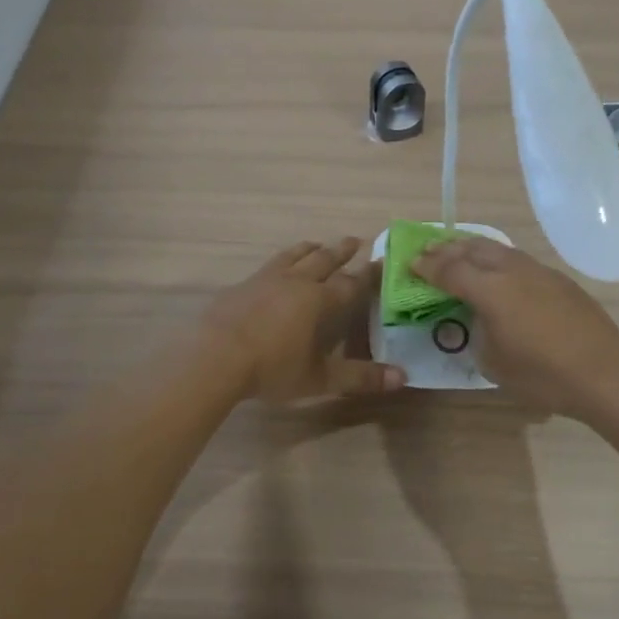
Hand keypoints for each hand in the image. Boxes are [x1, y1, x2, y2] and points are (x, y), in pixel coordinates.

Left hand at [205, 238, 405, 402]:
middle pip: (323, 260)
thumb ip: (360, 377)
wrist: (215, 357)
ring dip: (309, 249)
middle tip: (354, 240)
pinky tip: (274, 271)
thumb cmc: (272, 368)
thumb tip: (403, 377)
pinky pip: (267, 267)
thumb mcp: (319, 378)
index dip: (367, 275)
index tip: (381, 263)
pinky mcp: (241, 286)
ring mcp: (265, 280)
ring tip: (317, 244)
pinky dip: (280, 263)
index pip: (351, 283)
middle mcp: (295, 282)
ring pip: (293, 256)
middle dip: (341, 251)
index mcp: (318, 300)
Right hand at [413, 238, 618, 416]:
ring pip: (498, 248)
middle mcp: (512, 271)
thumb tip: (478, 319)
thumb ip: (477, 332)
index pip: (450, 270)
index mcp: (490, 290)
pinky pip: (518, 260)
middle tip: (428, 252)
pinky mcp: (558, 279)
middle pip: (472, 249)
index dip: (427, 266)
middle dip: (447, 249)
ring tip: (459, 253)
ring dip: (473, 248)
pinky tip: (498, 271)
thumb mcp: (493, 362)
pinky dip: (498, 259)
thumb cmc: (541, 374)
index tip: (411, 264)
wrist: (603, 372)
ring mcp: (538, 271)